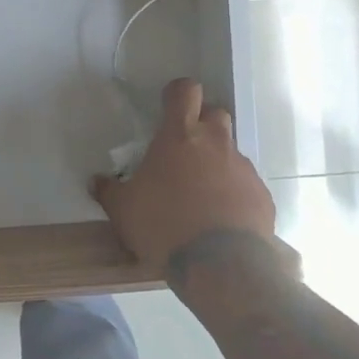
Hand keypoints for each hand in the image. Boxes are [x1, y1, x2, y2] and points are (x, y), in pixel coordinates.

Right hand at [92, 78, 281, 274]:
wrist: (221, 267)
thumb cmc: (164, 226)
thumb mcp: (123, 211)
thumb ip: (109, 191)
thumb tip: (96, 181)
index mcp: (180, 136)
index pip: (185, 90)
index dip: (177, 94)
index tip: (168, 109)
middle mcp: (216, 143)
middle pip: (215, 113)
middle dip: (202, 124)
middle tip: (185, 150)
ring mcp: (243, 168)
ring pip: (231, 150)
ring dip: (217, 162)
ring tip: (201, 193)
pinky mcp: (262, 194)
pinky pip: (246, 184)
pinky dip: (234, 193)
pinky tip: (221, 218)